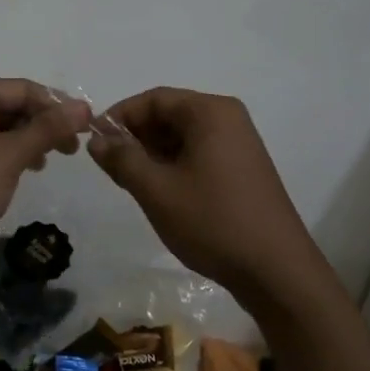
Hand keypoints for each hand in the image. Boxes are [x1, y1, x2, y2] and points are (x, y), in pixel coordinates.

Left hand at [0, 79, 91, 261]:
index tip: (89, 128)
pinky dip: (9, 154)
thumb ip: (46, 130)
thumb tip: (84, 107)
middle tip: (74, 150)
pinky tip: (25, 170)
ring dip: (28, 140)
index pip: (23, 88)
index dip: (58, 106)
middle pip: (11, 104)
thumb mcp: (6, 158)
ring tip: (53, 160)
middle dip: (43, 123)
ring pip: (0, 127)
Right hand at [89, 87, 329, 309]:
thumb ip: (122, 159)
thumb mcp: (157, 190)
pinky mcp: (243, 169)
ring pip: (182, 136)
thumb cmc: (213, 222)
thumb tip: (97, 140)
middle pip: (169, 114)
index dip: (119, 116)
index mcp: (210, 111)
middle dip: (135, 137)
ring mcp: (239, 144)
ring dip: (152, 153)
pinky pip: (198, 153)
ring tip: (130, 183)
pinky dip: (174, 165)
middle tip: (109, 167)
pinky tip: (159, 192)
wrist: (276, 271)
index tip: (93, 142)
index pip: (153, 99)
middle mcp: (228, 118)